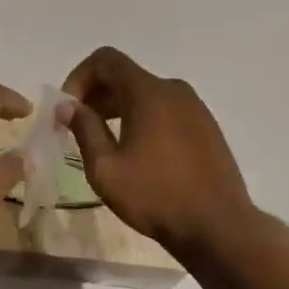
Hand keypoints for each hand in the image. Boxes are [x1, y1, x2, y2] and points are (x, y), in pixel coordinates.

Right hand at [62, 47, 254, 254]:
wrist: (220, 229)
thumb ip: (84, 129)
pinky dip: (143, 118)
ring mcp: (195, 108)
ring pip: (146, 93)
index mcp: (148, 92)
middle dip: (96, 94)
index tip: (68, 108)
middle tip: (78, 126)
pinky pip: (165, 109)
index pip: (106, 59)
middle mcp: (173, 90)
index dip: (79, 77)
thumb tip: (67, 106)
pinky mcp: (206, 128)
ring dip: (118, 107)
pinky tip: (137, 151)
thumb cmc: (157, 196)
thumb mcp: (106, 168)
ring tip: (104, 140)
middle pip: (125, 75)